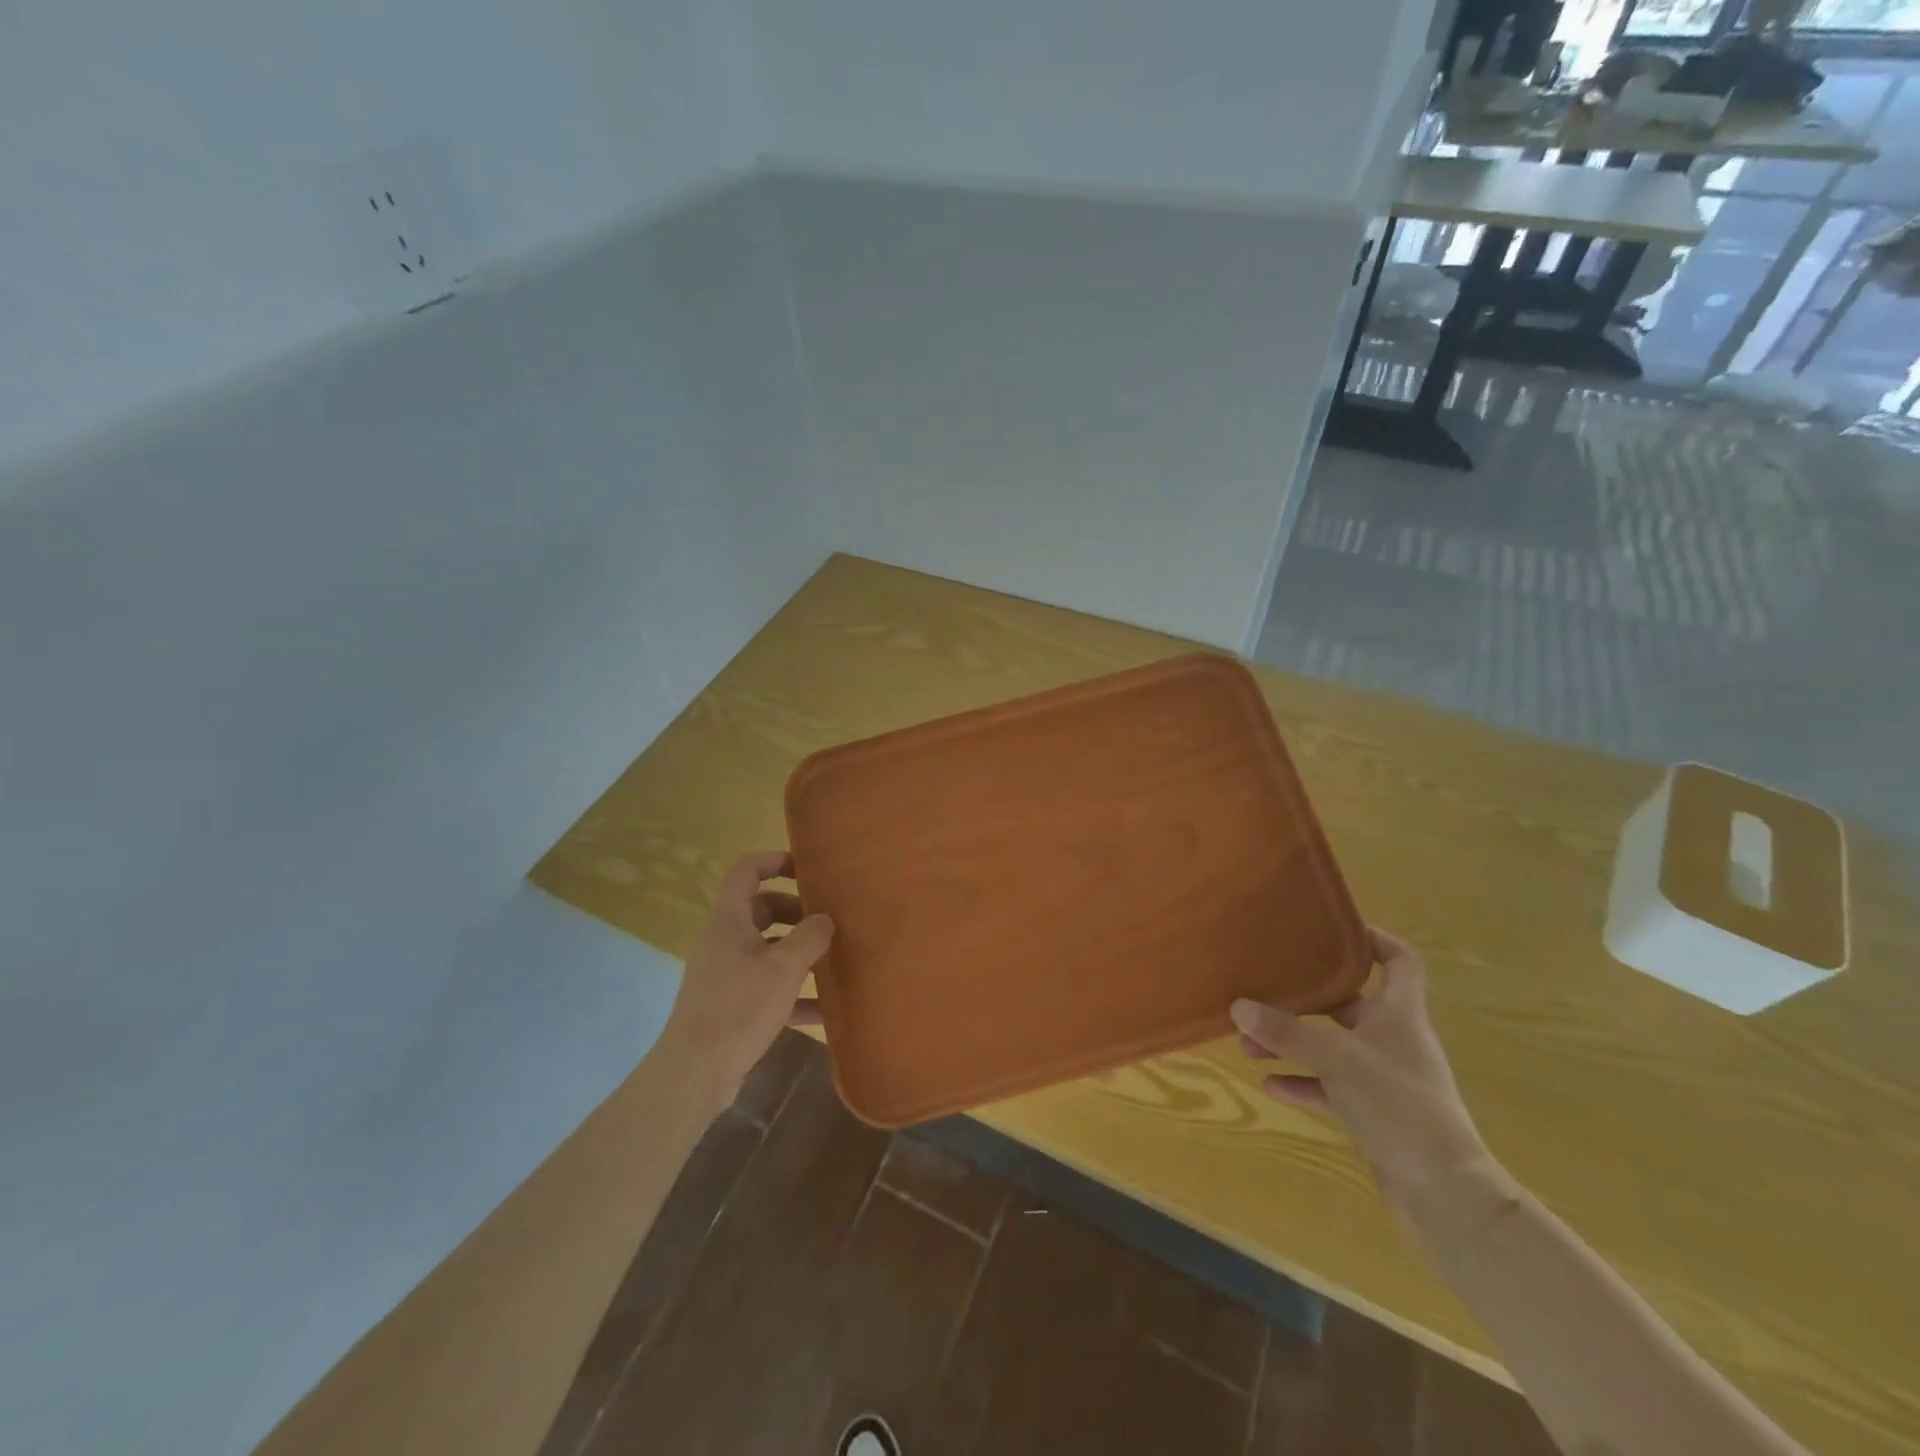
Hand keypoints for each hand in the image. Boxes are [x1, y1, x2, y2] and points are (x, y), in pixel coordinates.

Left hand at [657, 851, 833, 1111]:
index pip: (747, 870)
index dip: (775, 861)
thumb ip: (810, 937)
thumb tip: (825, 919)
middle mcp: (725, 940)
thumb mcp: (783, 968)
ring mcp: (727, 974)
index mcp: (729, 920)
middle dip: (797, 911)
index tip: (808, 869)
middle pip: (762, 909)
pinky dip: (794, 993)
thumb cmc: (739, 1007)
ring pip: (767, 949)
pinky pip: (768, 987)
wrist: (695, 1073)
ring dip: (798, 952)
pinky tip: (824, 1010)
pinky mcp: (732, 1005)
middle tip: (829, 921)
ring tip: (834, 958)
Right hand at [1232, 928, 1492, 1214]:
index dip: (1373, 939)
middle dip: (1303, 999)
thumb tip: (1238, 1005)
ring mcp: (1382, 1078)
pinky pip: (1328, 1086)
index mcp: (1400, 1015)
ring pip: (1330, 1047)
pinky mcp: (1373, 1113)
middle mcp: (1392, 1039)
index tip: (1331, 930)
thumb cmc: (1401, 1109)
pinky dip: (1301, 1081)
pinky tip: (1269, 1084)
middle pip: (1348, 1003)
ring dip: (1292, 1043)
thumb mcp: (1339, 1061)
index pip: (1399, 961)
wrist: (1446, 1196)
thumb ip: (1288, 1032)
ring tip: (1247, 1042)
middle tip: (1262, 991)